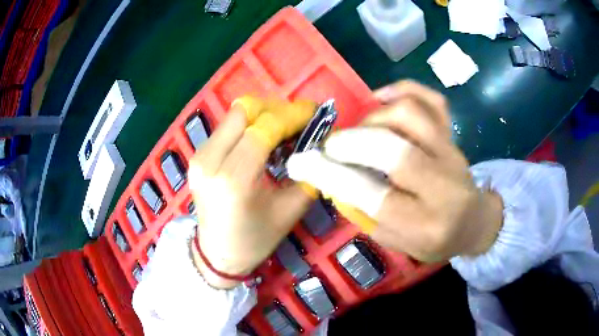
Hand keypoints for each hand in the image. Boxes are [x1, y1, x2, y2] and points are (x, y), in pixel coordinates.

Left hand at [188, 98, 315, 288]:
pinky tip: (263, 138)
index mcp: (234, 179)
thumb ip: (308, 174)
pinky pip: (226, 127)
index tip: (314, 113)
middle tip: (299, 120)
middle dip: (277, 109)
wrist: (217, 254)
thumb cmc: (255, 240)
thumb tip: (320, 143)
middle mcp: (210, 161)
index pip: (264, 128)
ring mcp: (199, 156)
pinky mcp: (197, 156)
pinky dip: (248, 125)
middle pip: (245, 111)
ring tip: (284, 128)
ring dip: (263, 114)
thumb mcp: (290, 211)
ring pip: (234, 115)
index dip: (293, 115)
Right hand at [287, 81, 503, 261]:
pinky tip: (381, 98)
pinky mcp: (453, 135)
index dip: (334, 176)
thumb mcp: (398, 242)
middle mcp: (443, 186)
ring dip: (373, 118)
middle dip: (351, 143)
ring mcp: (451, 153)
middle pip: (394, 151)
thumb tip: (332, 178)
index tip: (303, 162)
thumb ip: (366, 214)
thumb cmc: (434, 238)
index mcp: (425, 225)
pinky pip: (432, 100)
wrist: (474, 221)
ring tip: (360, 131)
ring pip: (410, 115)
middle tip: (330, 146)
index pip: (375, 196)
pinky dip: (403, 89)